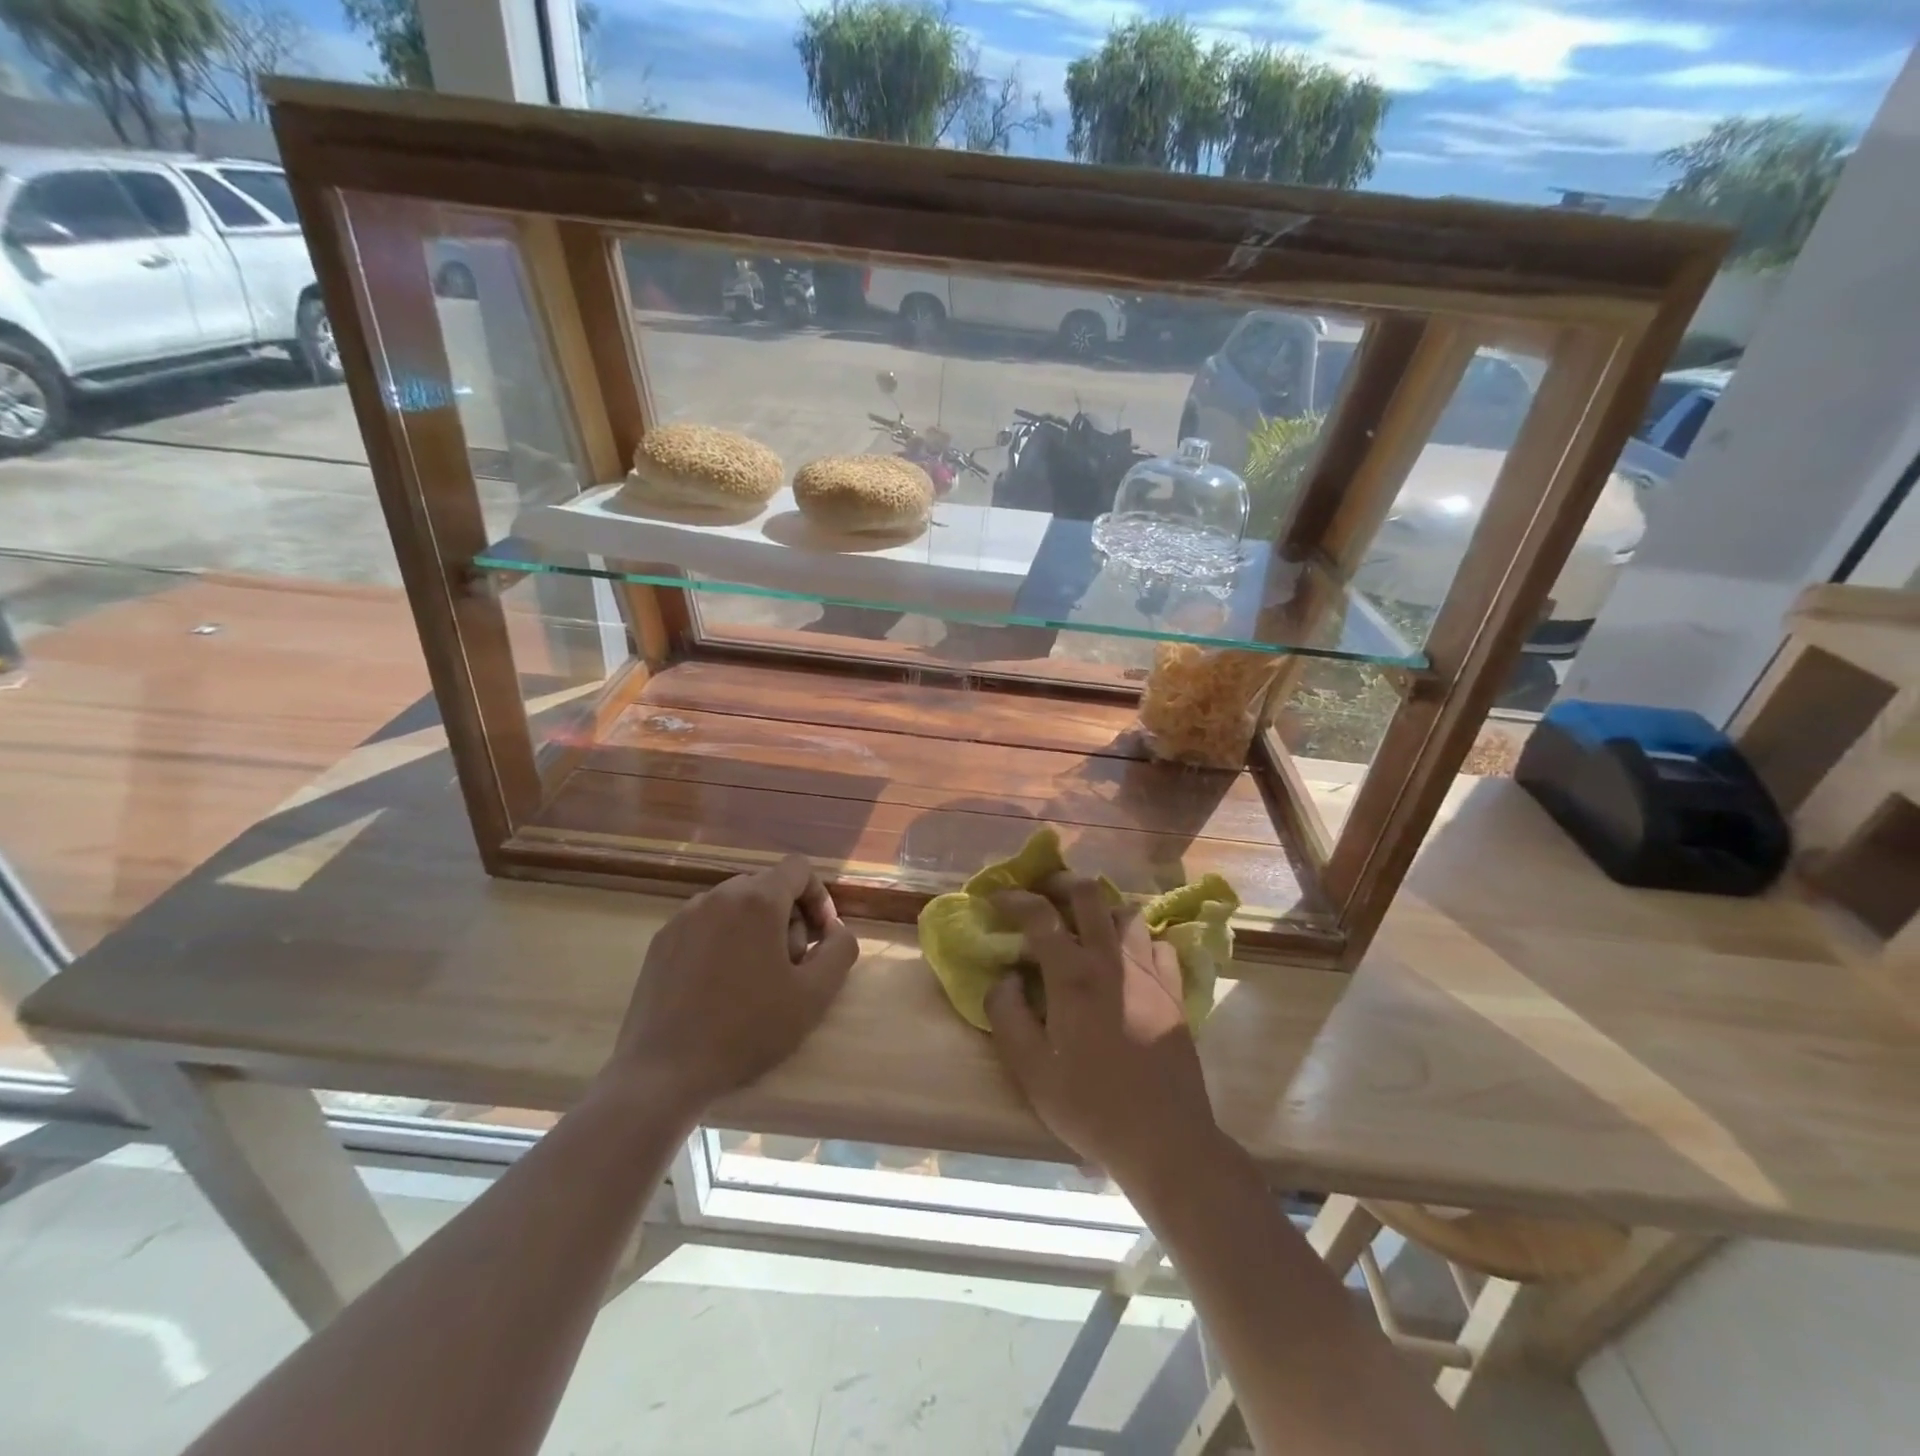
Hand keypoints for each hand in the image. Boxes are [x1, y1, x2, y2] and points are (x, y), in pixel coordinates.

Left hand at [606, 855, 859, 1119]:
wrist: (664, 1070)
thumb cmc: (747, 1029)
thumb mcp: (814, 995)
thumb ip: (840, 950)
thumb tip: (836, 930)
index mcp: (758, 900)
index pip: (798, 869)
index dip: (818, 898)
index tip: (821, 939)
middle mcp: (719, 895)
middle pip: (767, 886)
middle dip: (788, 917)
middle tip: (791, 966)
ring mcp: (684, 916)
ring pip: (735, 905)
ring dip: (756, 928)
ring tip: (755, 978)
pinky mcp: (662, 940)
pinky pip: (705, 923)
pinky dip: (724, 940)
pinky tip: (720, 985)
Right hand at [985, 878, 1222, 1193]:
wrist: (1165, 1138)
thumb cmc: (1089, 1105)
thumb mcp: (1030, 1069)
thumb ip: (1007, 1015)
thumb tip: (1004, 977)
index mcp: (1072, 976)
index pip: (1039, 916)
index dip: (1015, 899)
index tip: (998, 899)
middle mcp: (1111, 960)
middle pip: (1089, 895)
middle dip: (1062, 883)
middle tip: (1045, 893)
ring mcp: (1148, 972)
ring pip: (1127, 913)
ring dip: (1102, 909)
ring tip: (1086, 925)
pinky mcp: (1174, 991)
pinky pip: (1158, 943)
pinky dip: (1139, 939)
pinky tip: (1129, 958)